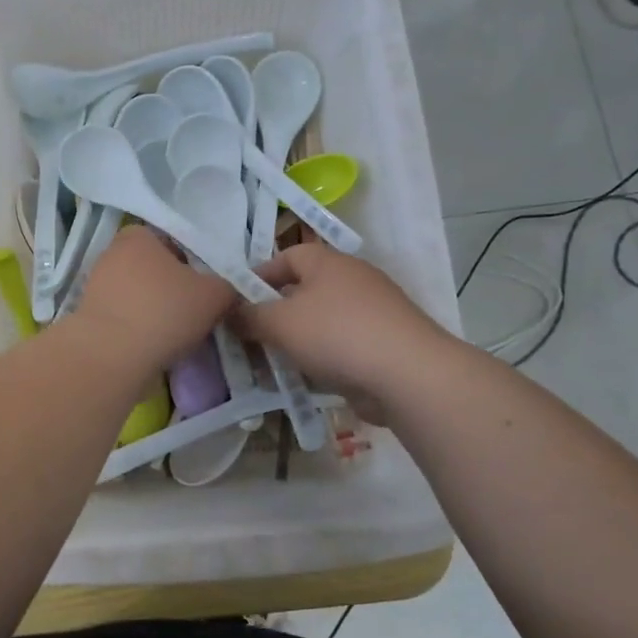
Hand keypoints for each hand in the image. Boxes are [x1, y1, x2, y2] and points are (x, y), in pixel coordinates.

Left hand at [68, 227, 235, 371]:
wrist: (111, 357)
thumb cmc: (164, 312)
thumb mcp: (215, 294)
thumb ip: (229, 284)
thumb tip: (230, 287)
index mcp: (138, 235)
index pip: (173, 242)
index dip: (193, 264)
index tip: (203, 289)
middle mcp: (111, 253)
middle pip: (154, 269)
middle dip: (172, 288)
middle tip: (194, 312)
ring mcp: (95, 286)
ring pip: (138, 295)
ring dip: (155, 311)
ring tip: (174, 334)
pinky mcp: (88, 317)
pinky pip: (123, 318)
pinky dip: (137, 329)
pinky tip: (151, 346)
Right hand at [232, 243, 455, 420]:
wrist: (408, 375)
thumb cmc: (336, 334)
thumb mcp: (279, 323)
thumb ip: (249, 316)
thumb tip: (230, 312)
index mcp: (327, 262)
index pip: (285, 257)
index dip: (257, 277)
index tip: (235, 302)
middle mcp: (351, 279)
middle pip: (302, 291)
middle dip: (274, 314)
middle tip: (248, 338)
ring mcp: (371, 312)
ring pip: (320, 322)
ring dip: (294, 341)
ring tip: (269, 365)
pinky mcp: (382, 344)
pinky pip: (339, 346)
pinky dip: (319, 359)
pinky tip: (303, 380)